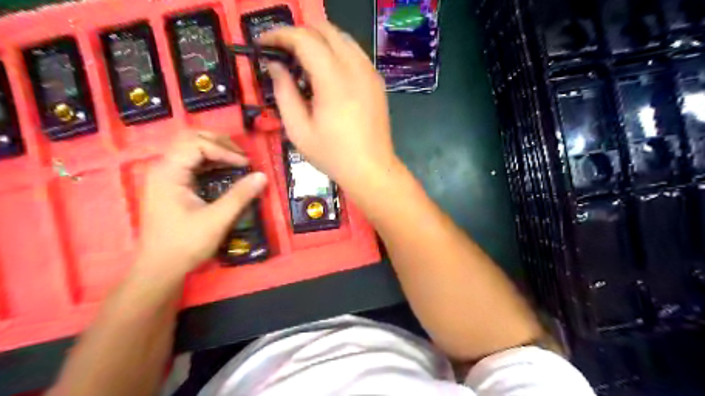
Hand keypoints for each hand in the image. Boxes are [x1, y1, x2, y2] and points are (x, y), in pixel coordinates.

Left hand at [133, 131, 265, 276]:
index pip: (196, 144)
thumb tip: (262, 176)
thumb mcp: (217, 220)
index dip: (224, 150)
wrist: (160, 268)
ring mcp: (166, 176)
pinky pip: (191, 163)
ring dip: (215, 149)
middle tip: (241, 156)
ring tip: (236, 160)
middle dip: (219, 142)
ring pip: (190, 148)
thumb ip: (240, 195)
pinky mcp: (171, 186)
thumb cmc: (185, 244)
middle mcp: (163, 168)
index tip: (245, 165)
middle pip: (190, 139)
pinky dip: (210, 161)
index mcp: (168, 173)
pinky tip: (225, 171)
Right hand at [260, 22, 398, 190]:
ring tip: (303, 60)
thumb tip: (275, 66)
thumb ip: (284, 93)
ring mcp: (370, 73)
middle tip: (282, 51)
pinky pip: (355, 52)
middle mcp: (355, 68)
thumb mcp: (299, 130)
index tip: (263, 44)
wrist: (372, 170)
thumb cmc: (333, 155)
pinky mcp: (377, 81)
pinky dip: (337, 51)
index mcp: (333, 80)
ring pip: (342, 37)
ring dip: (319, 40)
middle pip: (325, 29)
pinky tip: (327, 71)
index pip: (304, 39)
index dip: (279, 35)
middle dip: (299, 33)